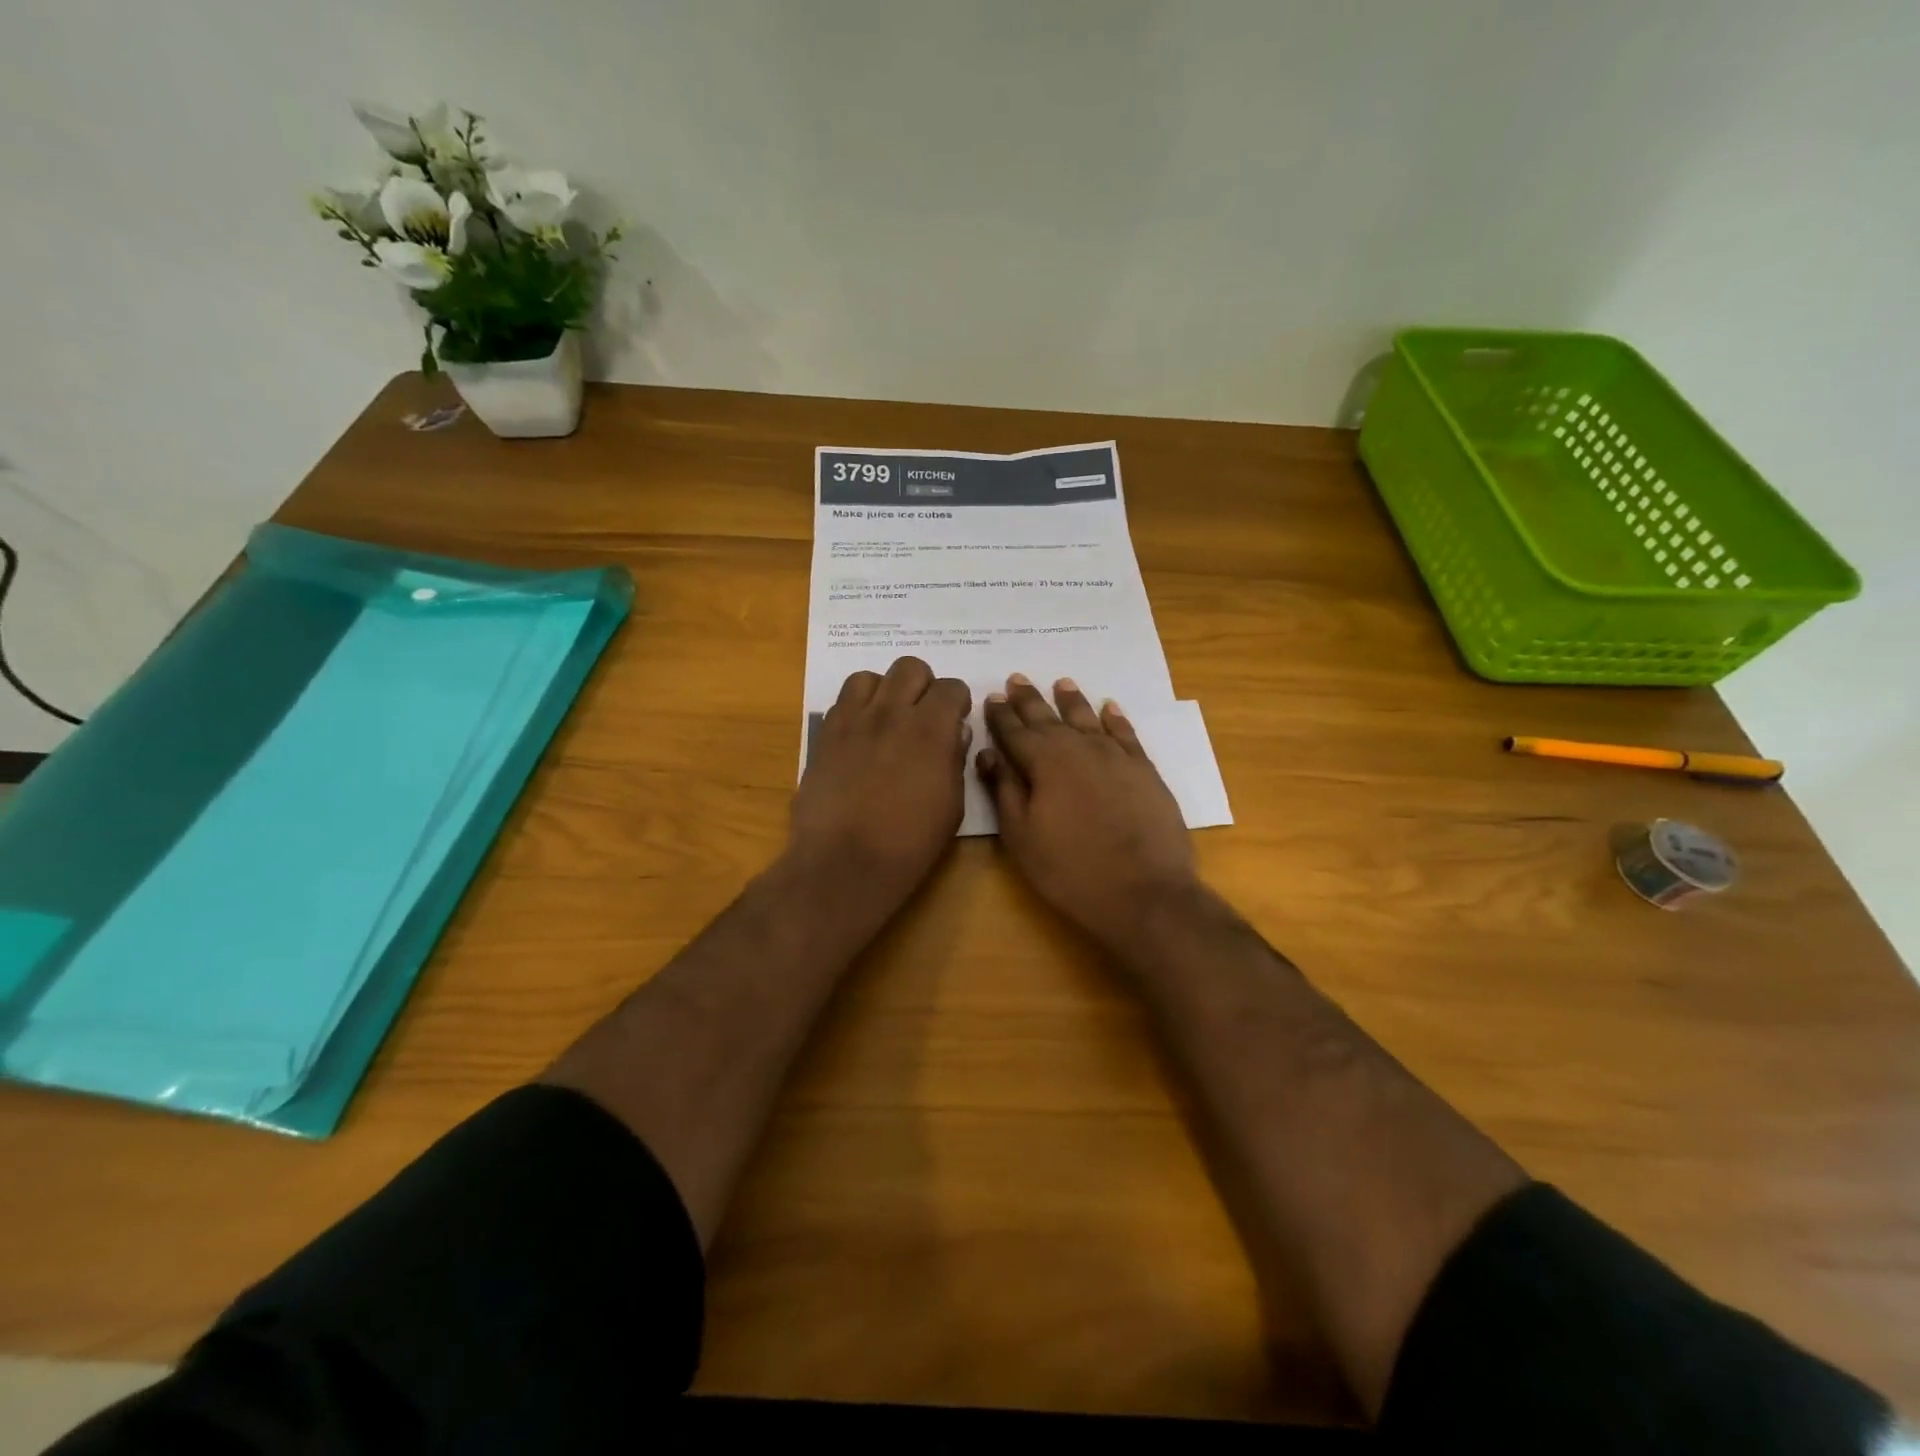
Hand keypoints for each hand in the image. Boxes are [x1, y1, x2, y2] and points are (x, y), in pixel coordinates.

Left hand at [789, 657, 971, 907]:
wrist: (845, 862)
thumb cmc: (909, 843)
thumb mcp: (952, 806)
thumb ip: (954, 760)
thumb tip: (954, 735)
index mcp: (931, 730)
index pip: (951, 687)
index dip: (957, 701)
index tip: (956, 719)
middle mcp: (892, 713)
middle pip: (910, 668)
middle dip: (923, 686)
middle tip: (923, 715)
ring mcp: (853, 721)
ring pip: (871, 677)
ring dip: (885, 692)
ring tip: (888, 719)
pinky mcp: (825, 735)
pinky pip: (842, 701)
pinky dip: (857, 708)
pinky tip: (861, 735)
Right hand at [978, 674, 1198, 949]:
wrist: (1144, 892)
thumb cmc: (1071, 870)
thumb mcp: (1022, 837)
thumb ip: (1004, 790)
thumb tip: (988, 753)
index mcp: (1044, 762)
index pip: (1015, 732)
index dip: (1001, 715)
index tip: (991, 697)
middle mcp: (1079, 748)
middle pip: (1049, 718)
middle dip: (1030, 699)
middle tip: (1017, 679)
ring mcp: (1116, 756)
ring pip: (1088, 718)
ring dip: (1072, 700)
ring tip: (1061, 683)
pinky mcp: (1145, 770)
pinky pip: (1126, 734)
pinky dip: (1116, 718)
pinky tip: (1109, 707)